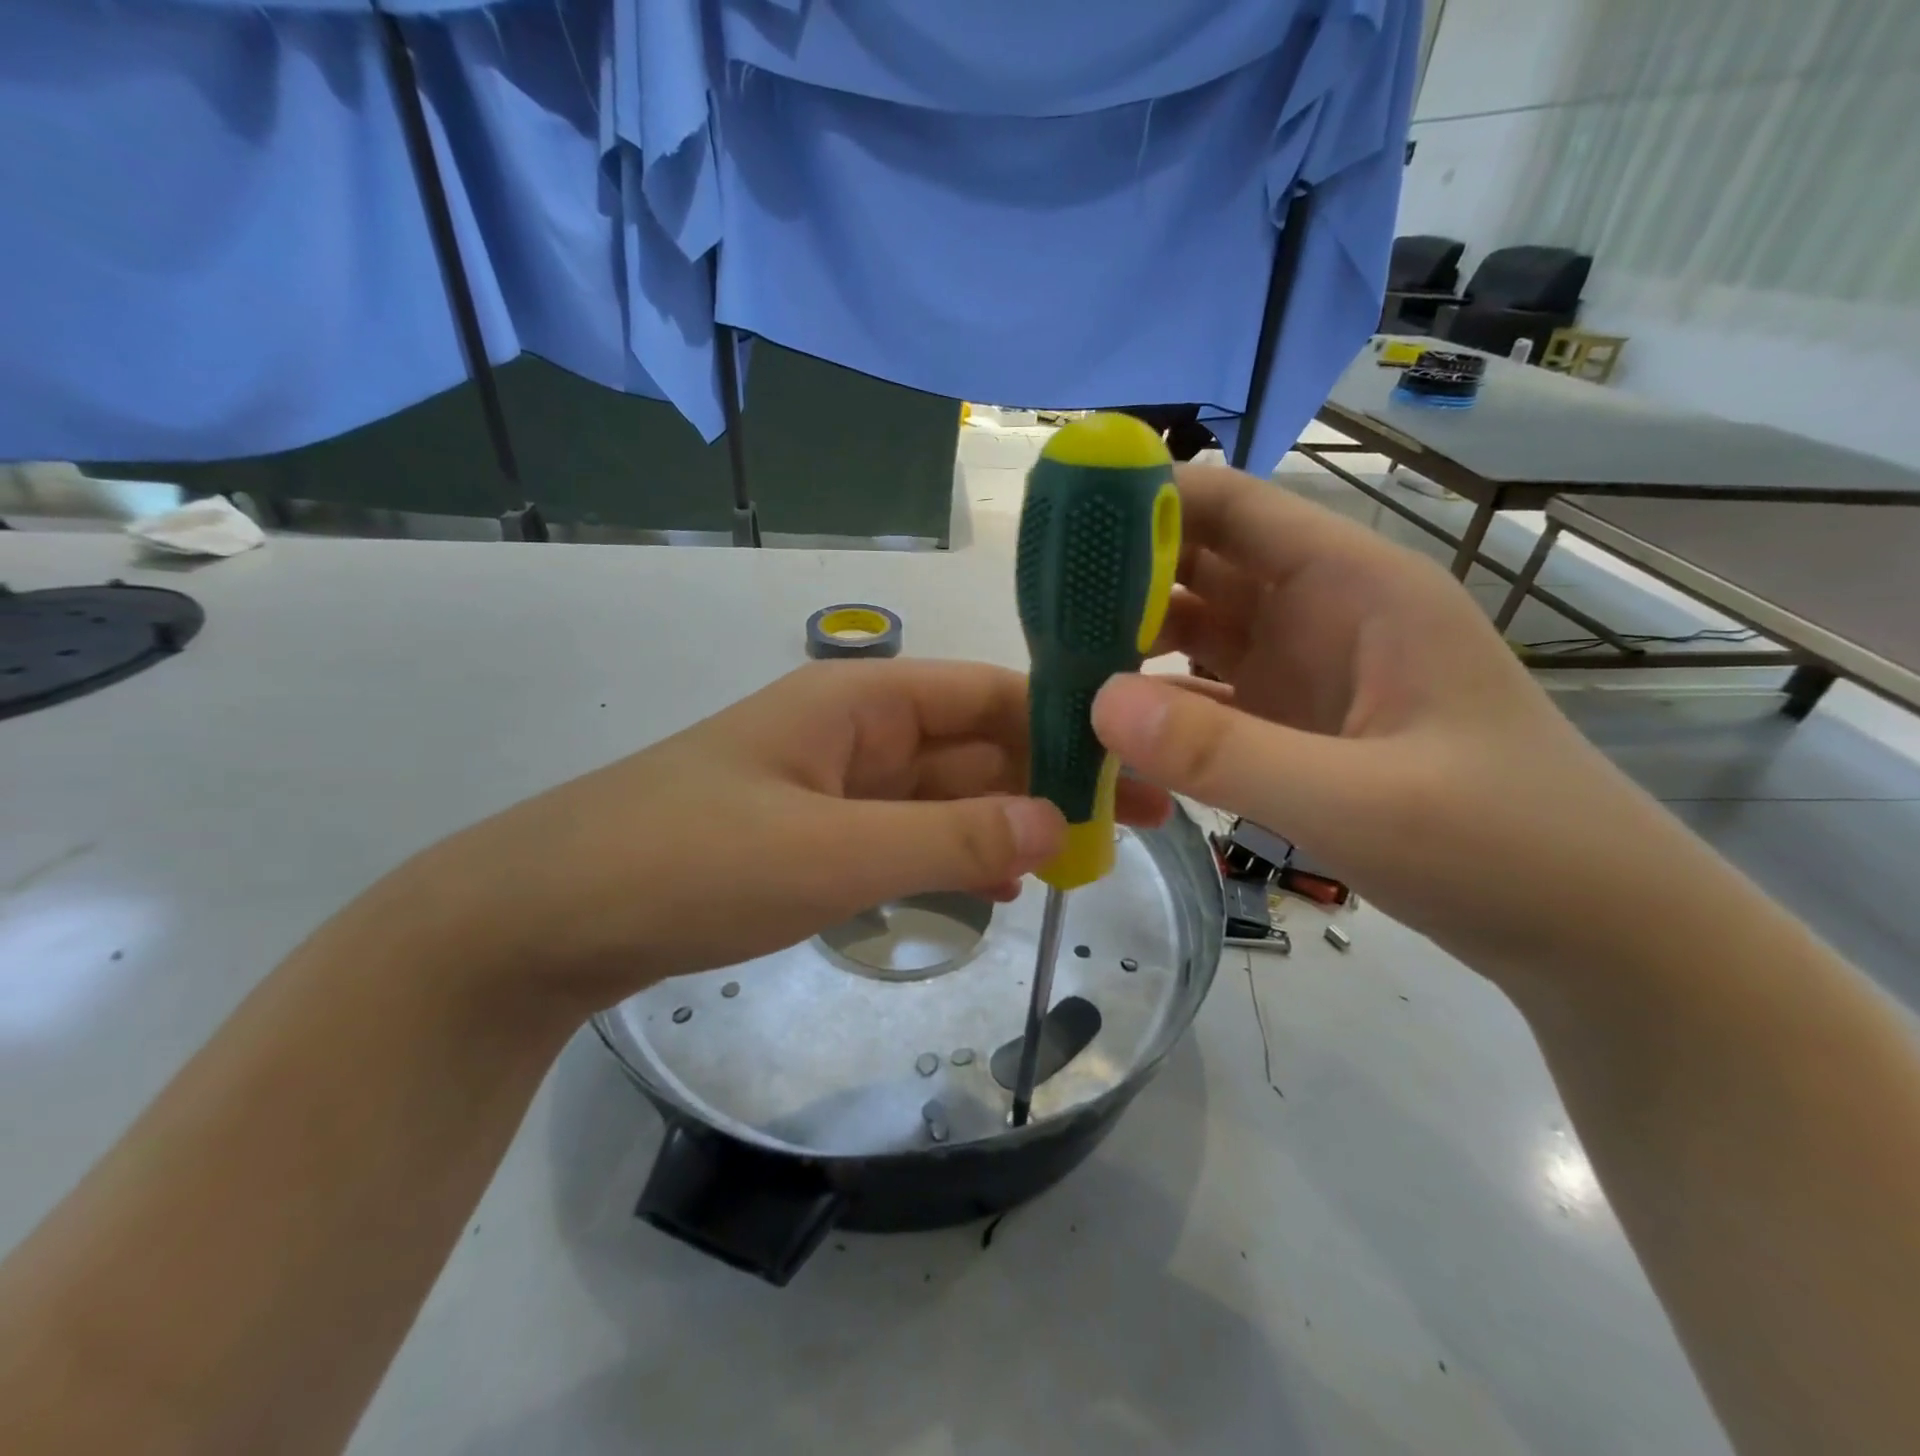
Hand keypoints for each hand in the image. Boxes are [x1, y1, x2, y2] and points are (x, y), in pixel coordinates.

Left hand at [397, 659, 1169, 1011]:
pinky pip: (907, 834)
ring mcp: (832, 786)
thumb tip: (1059, 824)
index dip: (1063, 722)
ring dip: (1010, 818)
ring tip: (1086, 854)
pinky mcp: (812, 837)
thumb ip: (951, 838)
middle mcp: (853, 732)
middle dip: (1052, 777)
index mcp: (859, 701)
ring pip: (945, 793)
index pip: (986, 694)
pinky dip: (958, 853)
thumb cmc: (689, 862)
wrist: (546, 917)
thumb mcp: (833, 852)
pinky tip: (1001, 884)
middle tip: (1135, 822)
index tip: (1132, 764)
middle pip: (973, 744)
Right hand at [1091, 464, 1694, 981]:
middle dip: (1121, 580)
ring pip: (1196, 635)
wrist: (1593, 933)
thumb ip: (1225, 753)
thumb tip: (1095, 701)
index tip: (1061, 528)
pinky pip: (1206, 701)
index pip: (1234, 508)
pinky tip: (1108, 731)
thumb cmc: (1506, 846)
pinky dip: (1157, 709)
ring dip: (1130, 645)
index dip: (1148, 502)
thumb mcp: (1362, 802)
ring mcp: (1305, 675)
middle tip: (1037, 614)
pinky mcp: (1293, 730)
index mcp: (1355, 587)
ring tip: (1054, 670)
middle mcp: (1322, 615)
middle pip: (1201, 568)